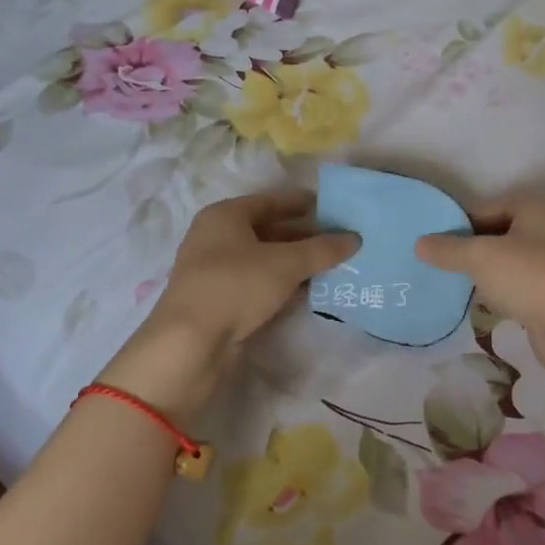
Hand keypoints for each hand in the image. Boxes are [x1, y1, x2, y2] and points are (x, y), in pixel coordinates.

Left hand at [147, 190, 357, 349]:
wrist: (189, 343)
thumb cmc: (236, 286)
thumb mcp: (286, 264)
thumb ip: (322, 249)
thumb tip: (355, 238)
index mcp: (224, 215)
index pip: (270, 201)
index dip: (302, 204)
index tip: (332, 210)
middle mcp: (215, 237)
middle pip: (267, 230)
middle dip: (303, 237)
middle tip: (337, 242)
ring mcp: (213, 270)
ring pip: (262, 259)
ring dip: (294, 263)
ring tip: (330, 267)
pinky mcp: (217, 300)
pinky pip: (255, 283)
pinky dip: (280, 284)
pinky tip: (306, 292)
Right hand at [417, 193, 544, 402]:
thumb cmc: (528, 278)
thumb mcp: (479, 258)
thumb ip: (447, 248)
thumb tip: (419, 243)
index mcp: (534, 206)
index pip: (484, 207)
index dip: (459, 225)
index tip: (437, 247)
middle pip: (498, 232)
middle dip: (472, 248)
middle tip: (446, 266)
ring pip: (510, 258)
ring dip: (487, 271)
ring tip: (463, 286)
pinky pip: (522, 281)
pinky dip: (504, 289)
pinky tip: (489, 304)